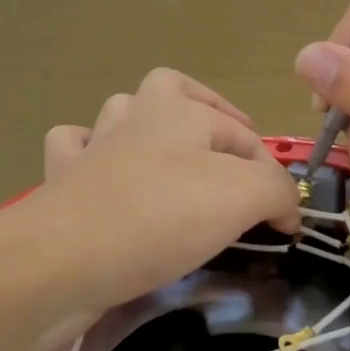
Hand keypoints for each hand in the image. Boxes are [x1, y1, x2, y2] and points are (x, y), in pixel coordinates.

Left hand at [34, 68, 301, 309]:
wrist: (64, 258)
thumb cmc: (161, 217)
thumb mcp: (242, 196)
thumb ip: (276, 190)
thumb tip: (286, 208)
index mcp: (179, 110)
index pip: (244, 136)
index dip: (272, 178)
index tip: (286, 225)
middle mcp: (135, 117)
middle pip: (173, 91)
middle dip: (205, 111)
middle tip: (227, 153)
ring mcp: (93, 147)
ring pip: (121, 114)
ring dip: (146, 128)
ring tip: (170, 161)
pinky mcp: (62, 181)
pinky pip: (74, 149)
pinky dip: (90, 154)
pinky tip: (105, 176)